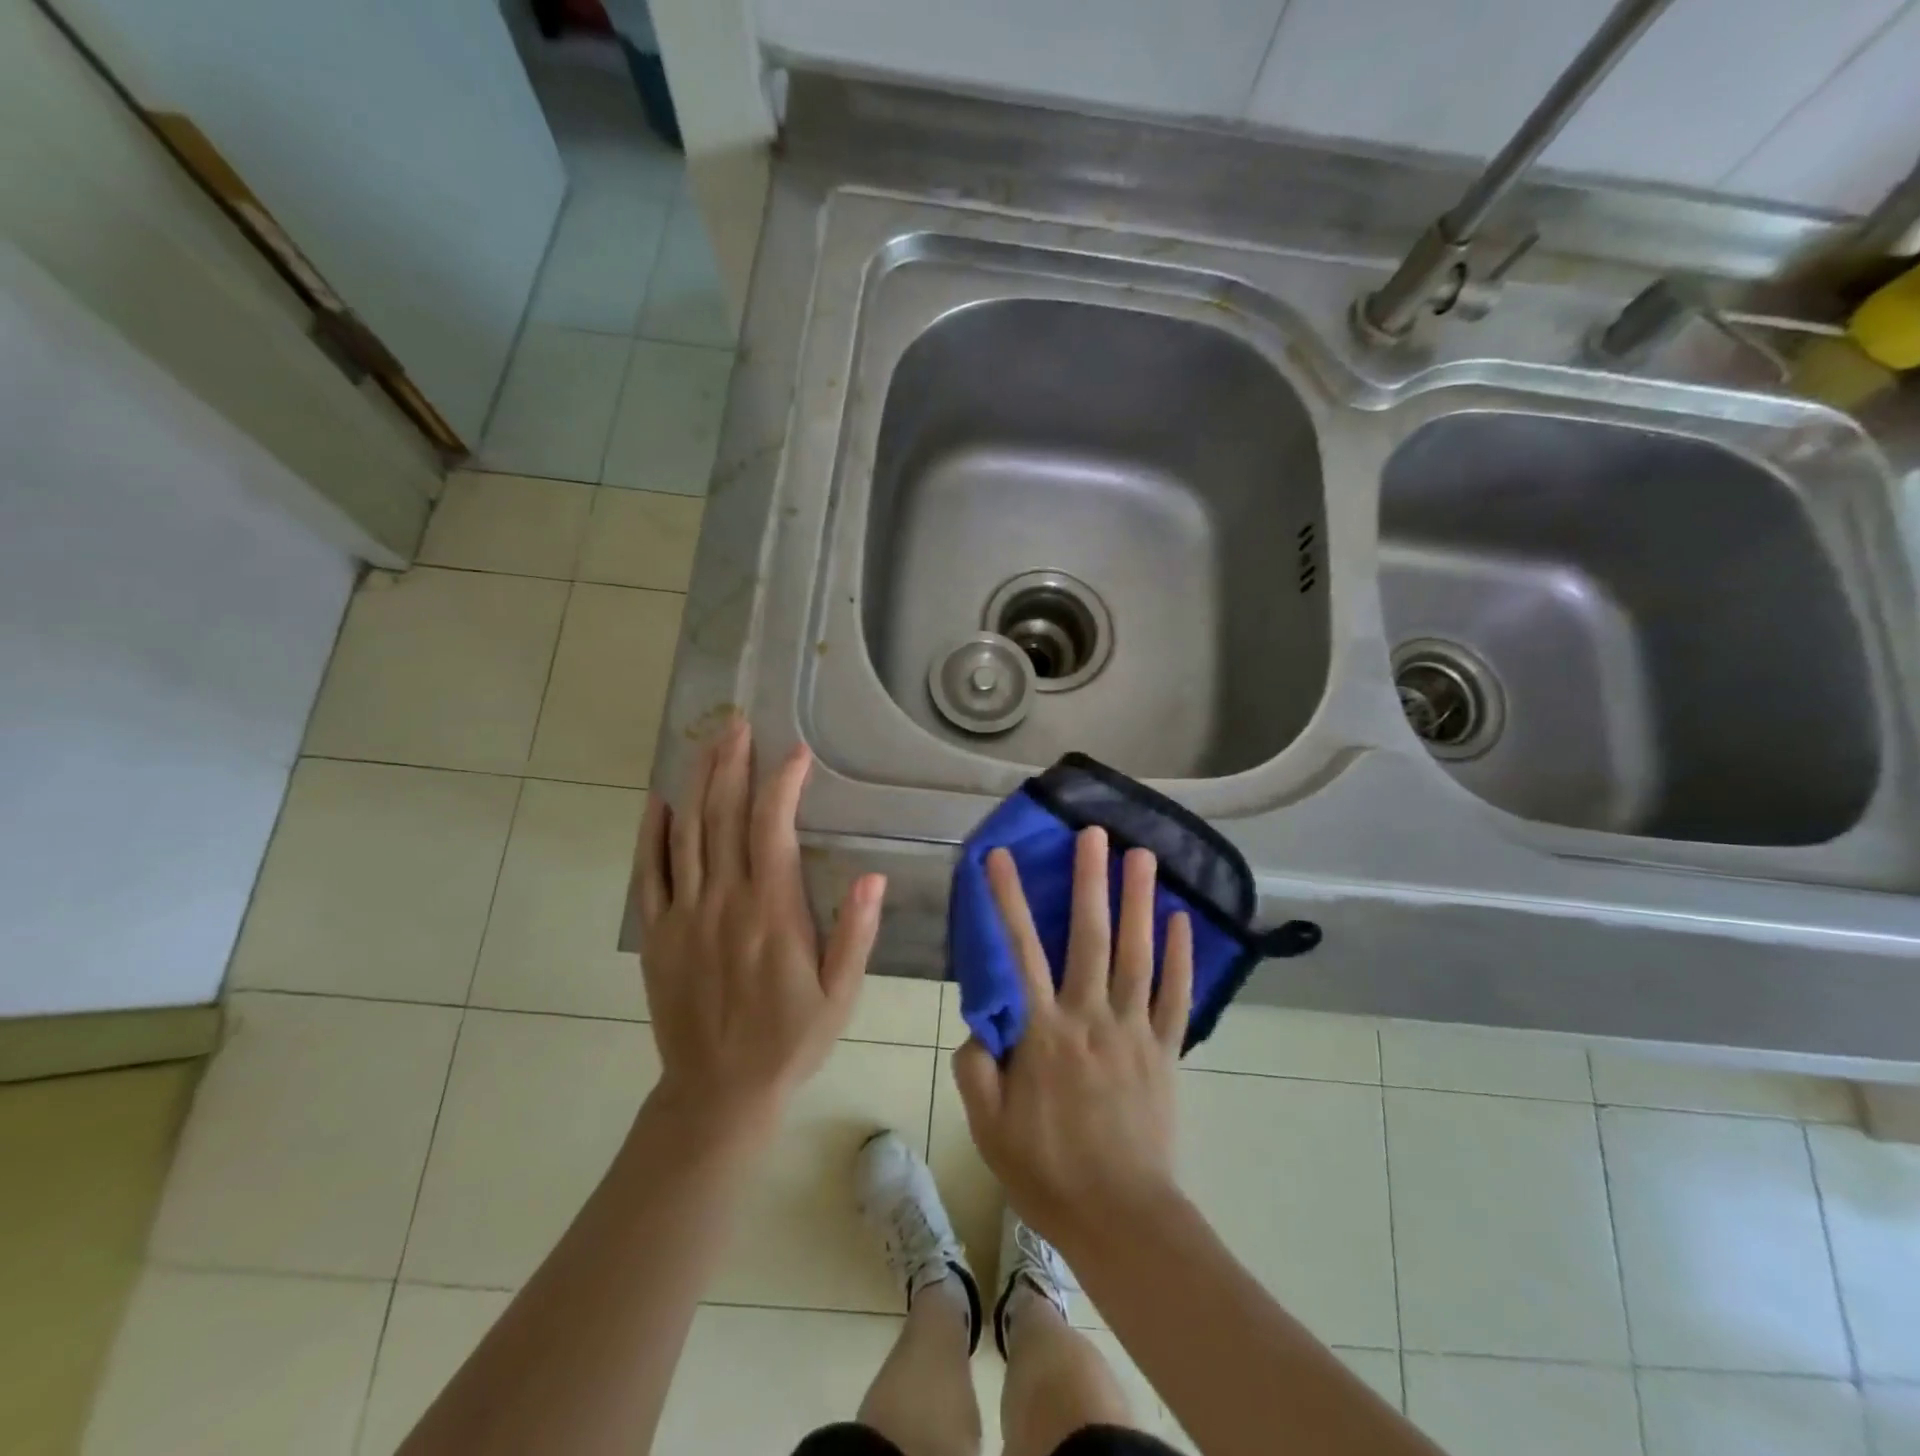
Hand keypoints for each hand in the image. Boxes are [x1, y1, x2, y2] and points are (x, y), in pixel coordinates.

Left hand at [631, 719, 885, 1138]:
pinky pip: (650, 873)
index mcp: (771, 912)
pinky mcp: (658, 934)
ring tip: (707, 742)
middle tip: (738, 724)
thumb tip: (873, 876)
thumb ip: (855, 934)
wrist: (718, 1092)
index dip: (783, 784)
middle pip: (722, 817)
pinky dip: (652, 833)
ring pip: (686, 833)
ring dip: (697, 782)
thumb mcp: (840, 995)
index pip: (771, 829)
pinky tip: (658, 801)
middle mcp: (724, 902)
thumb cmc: (790, 1040)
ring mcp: (684, 915)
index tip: (796, 753)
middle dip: (732, 764)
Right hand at [952, 827, 1193, 1248]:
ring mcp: (1135, 1031)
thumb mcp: (988, 1127)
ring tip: (1143, 855)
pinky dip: (1181, 957)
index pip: (1020, 952)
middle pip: (1090, 937)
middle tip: (1094, 832)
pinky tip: (1183, 920)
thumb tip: (978, 1023)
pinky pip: (1176, 996)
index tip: (998, 856)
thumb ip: (975, 1068)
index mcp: (1044, 1032)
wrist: (1120, 1218)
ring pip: (1138, 954)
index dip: (1007, 899)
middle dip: (1090, 880)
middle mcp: (1091, 1017)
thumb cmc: (1047, 1172)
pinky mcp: (1166, 1051)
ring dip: (1139, 901)